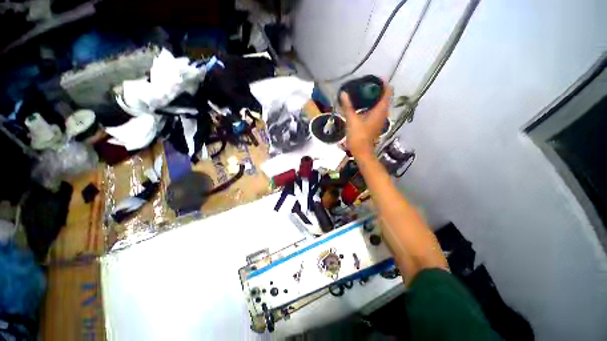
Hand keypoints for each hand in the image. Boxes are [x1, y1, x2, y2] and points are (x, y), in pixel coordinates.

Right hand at [340, 81, 392, 156]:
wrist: (361, 151)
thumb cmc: (358, 135)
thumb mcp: (352, 119)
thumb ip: (348, 106)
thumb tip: (343, 93)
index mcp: (380, 110)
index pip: (388, 92)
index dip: (384, 84)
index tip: (375, 79)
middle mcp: (383, 114)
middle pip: (385, 98)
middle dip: (378, 90)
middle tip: (367, 85)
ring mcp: (380, 120)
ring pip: (381, 105)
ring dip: (375, 98)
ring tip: (364, 93)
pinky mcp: (376, 125)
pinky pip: (377, 111)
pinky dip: (372, 106)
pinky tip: (363, 106)